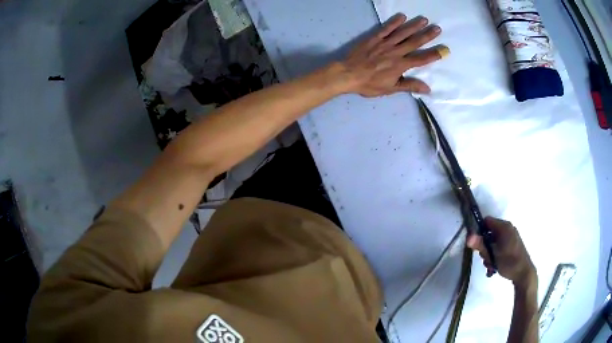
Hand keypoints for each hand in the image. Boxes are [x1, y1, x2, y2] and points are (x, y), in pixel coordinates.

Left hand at [340, 13, 448, 96]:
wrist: (347, 74)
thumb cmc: (369, 84)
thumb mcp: (390, 89)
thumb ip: (409, 86)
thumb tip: (428, 89)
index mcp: (400, 65)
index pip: (421, 59)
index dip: (433, 55)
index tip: (444, 50)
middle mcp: (395, 52)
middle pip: (414, 42)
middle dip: (427, 35)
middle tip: (438, 28)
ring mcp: (385, 43)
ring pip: (402, 33)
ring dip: (414, 26)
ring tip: (424, 19)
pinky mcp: (374, 38)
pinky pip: (386, 28)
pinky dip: (394, 22)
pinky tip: (402, 16)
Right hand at [467, 217, 536, 288]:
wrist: (524, 273)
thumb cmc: (509, 262)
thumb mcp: (493, 255)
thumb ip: (481, 245)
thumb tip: (468, 236)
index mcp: (504, 227)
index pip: (486, 221)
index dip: (479, 230)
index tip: (476, 244)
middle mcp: (508, 228)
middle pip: (489, 232)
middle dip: (484, 246)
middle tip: (485, 258)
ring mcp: (511, 236)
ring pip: (493, 241)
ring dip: (489, 253)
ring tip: (490, 265)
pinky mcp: (512, 244)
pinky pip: (499, 245)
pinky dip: (495, 254)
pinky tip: (494, 266)